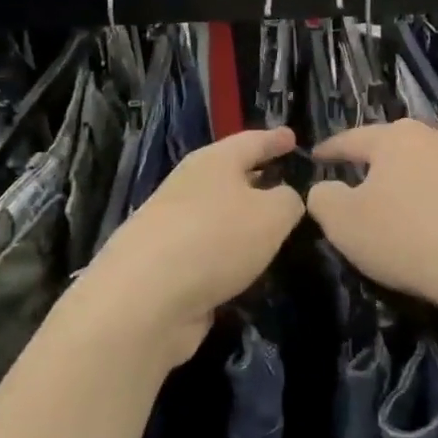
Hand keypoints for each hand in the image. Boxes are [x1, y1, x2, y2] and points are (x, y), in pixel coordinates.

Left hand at [82, 126, 306, 363]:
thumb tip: (285, 199)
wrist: (144, 299)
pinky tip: (247, 267)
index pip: (251, 141)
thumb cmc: (216, 239)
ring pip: (219, 215)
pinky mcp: (166, 265)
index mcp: (213, 162)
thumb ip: (289, 201)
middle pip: (230, 176)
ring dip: (243, 220)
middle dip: (258, 179)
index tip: (293, 137)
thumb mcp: (272, 215)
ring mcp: (173, 226)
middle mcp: (189, 187)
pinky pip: (209, 249)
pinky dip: (229, 253)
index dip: (275, 140)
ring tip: (274, 229)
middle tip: (289, 184)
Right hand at [306, 119, 437, 310]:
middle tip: (360, 179)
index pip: (353, 138)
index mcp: (397, 138)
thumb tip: (326, 188)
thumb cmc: (408, 237)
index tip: (316, 156)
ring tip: (401, 202)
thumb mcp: (344, 223)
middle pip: (398, 146)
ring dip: (413, 182)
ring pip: (431, 166)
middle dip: (377, 162)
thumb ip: (324, 199)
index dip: (331, 149)